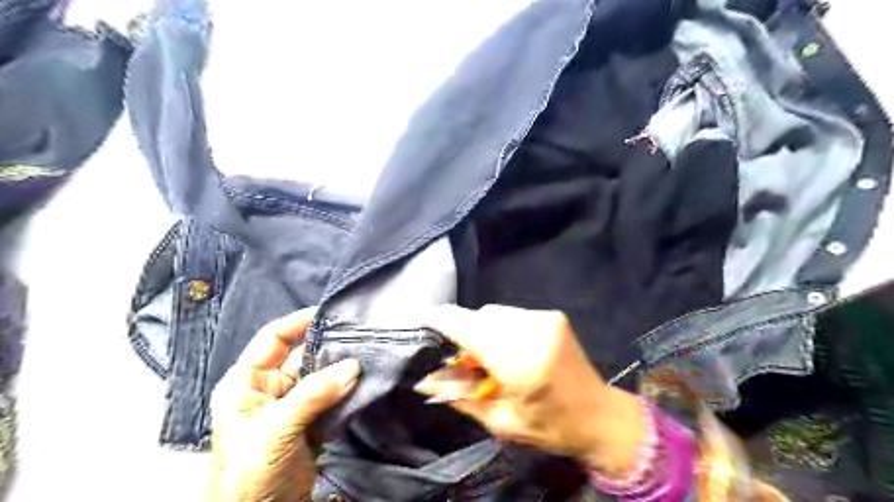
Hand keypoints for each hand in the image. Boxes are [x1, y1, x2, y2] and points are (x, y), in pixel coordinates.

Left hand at [208, 308, 360, 499]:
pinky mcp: (310, 421)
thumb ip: (313, 395)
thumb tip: (353, 366)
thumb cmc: (250, 473)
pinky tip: (363, 384)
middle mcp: (269, 388)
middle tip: (359, 338)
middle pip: (302, 356)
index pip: (272, 338)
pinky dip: (346, 391)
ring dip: (341, 371)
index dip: (298, 323)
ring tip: (367, 357)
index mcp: (246, 382)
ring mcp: (292, 405)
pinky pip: (331, 397)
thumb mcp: (276, 430)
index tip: (330, 314)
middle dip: (329, 348)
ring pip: (320, 377)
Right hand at [416, 304, 645, 475]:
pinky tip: (510, 348)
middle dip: (465, 330)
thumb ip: (461, 396)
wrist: (599, 415)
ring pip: (495, 312)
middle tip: (465, 357)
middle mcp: (532, 334)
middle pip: (481, 317)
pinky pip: (512, 314)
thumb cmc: (550, 426)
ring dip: (484, 329)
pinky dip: (502, 327)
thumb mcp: (501, 421)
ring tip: (490, 355)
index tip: (425, 318)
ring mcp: (545, 321)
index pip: (470, 330)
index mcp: (520, 365)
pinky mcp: (553, 316)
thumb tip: (425, 380)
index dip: (444, 320)